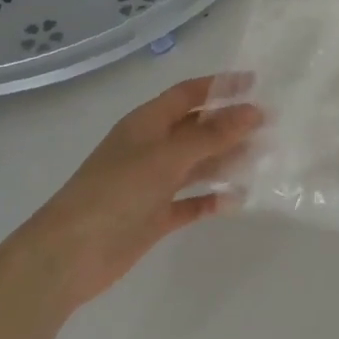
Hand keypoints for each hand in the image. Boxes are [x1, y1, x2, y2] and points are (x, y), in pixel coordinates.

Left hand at [15, 74, 261, 308]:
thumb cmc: (116, 192)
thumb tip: (253, 111)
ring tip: (264, 159)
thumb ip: (211, 134)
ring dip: (227, 160)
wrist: (68, 255)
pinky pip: (191, 202)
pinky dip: (212, 199)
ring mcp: (152, 184)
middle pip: (197, 129)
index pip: (189, 94)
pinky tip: (238, 200)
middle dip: (230, 125)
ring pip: (197, 165)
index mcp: (147, 123)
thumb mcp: (167, 157)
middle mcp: (151, 148)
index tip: (256, 83)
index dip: (220, 86)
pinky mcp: (154, 217)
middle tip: (270, 126)